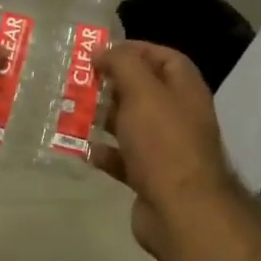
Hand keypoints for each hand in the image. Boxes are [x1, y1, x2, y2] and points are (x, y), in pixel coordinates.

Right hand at [93, 41, 244, 257]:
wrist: (181, 210)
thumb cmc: (163, 142)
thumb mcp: (142, 92)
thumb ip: (123, 64)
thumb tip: (104, 50)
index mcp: (185, 91)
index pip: (165, 57)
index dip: (135, 50)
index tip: (102, 52)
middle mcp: (179, 116)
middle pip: (145, 91)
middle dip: (114, 84)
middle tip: (81, 81)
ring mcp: (166, 149)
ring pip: (132, 125)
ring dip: (105, 118)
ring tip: (75, 111)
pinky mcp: (151, 178)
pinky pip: (125, 159)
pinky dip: (106, 153)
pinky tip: (85, 149)